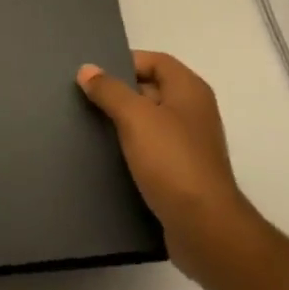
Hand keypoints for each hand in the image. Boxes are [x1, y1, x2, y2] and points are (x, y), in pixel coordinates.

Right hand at [77, 51, 258, 283]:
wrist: (204, 228)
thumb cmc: (172, 162)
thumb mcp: (136, 118)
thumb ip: (110, 91)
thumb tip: (87, 69)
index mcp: (189, 90)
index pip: (155, 61)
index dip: (125, 63)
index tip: (94, 76)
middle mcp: (194, 111)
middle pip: (152, 90)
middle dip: (120, 94)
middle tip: (84, 101)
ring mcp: (190, 145)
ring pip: (150, 123)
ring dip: (123, 125)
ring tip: (89, 129)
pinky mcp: (183, 174)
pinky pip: (153, 152)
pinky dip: (132, 151)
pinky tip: (108, 159)